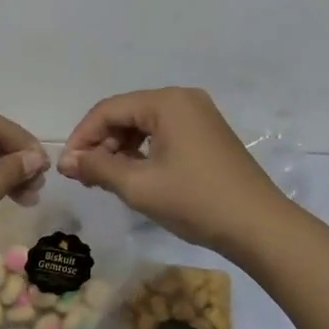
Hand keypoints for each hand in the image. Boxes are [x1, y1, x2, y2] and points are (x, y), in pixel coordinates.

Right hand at [57, 88, 285, 253]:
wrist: (262, 228)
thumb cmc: (196, 201)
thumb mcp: (139, 186)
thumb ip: (98, 168)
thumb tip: (66, 161)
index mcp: (166, 101)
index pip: (109, 110)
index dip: (82, 137)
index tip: (66, 167)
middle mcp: (183, 99)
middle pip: (127, 114)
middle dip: (101, 143)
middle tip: (84, 176)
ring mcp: (199, 116)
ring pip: (144, 125)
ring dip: (121, 149)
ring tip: (106, 179)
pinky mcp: (208, 136)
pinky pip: (164, 135)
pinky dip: (144, 152)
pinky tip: (135, 176)